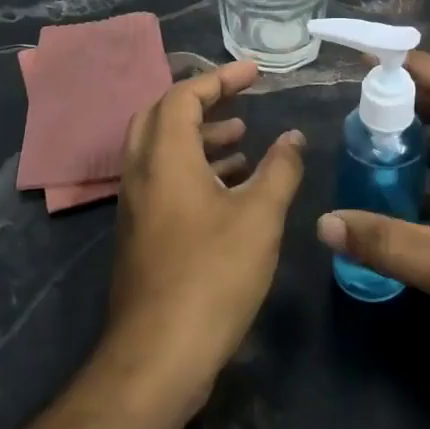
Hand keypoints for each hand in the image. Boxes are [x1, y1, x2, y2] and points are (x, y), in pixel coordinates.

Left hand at [107, 60, 304, 398]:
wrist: (158, 355)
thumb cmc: (212, 276)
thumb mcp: (260, 217)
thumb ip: (280, 170)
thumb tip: (293, 138)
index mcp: (164, 158)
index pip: (183, 95)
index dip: (220, 78)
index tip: (255, 73)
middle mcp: (141, 173)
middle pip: (162, 116)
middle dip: (202, 101)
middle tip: (241, 99)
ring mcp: (136, 206)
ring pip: (162, 151)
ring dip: (200, 137)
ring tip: (243, 138)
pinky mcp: (140, 234)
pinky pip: (164, 181)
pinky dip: (194, 169)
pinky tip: (229, 187)